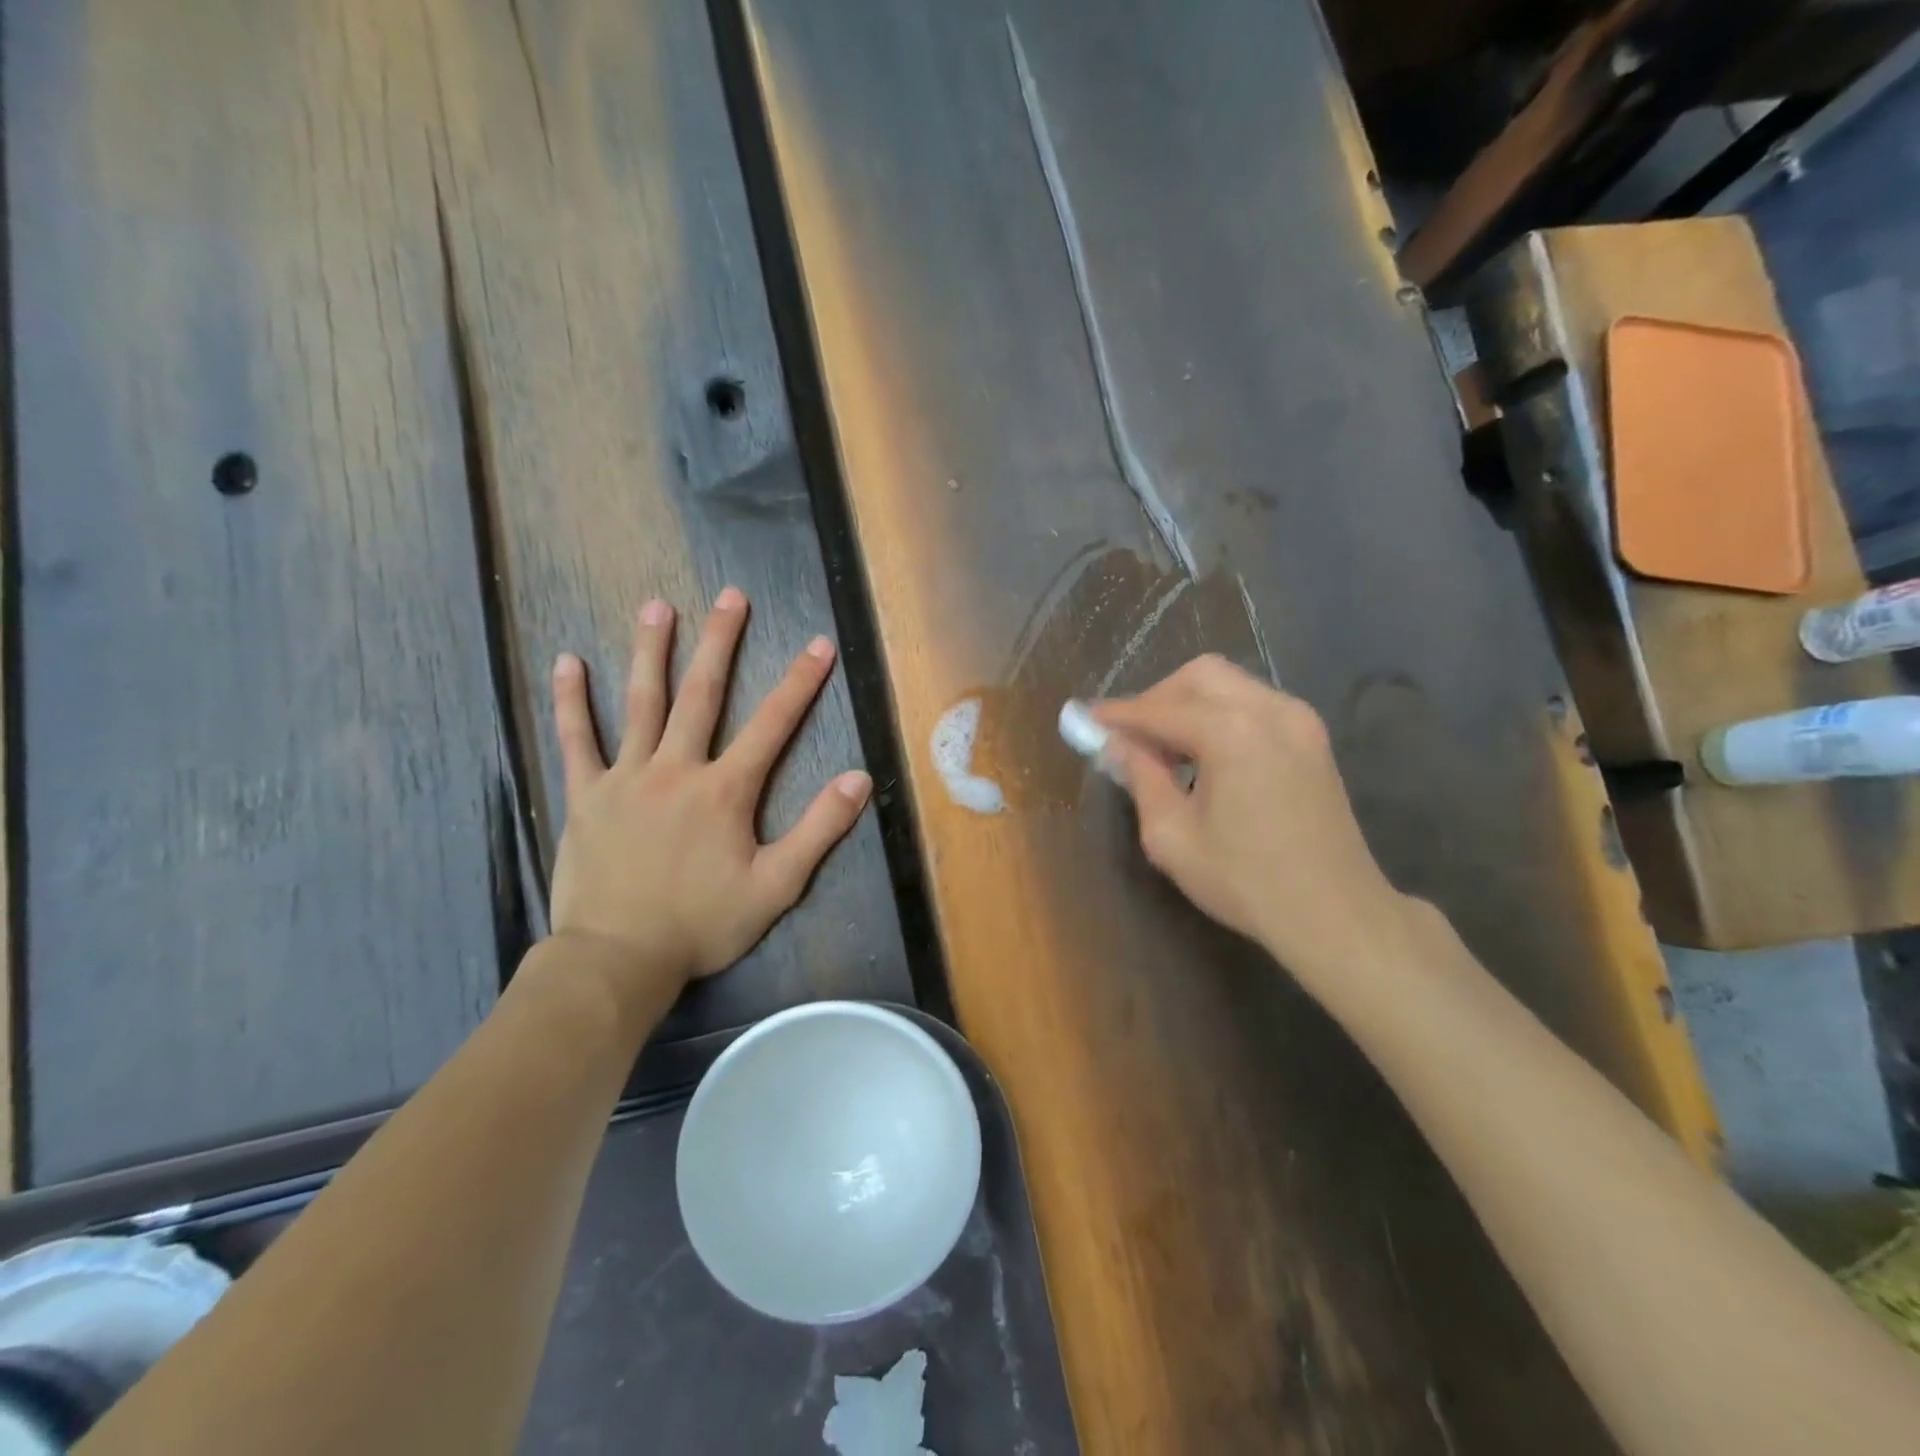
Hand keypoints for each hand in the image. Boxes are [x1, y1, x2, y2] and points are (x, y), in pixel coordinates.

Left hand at [547, 588, 872, 992]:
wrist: (618, 960)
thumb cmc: (702, 924)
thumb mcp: (776, 886)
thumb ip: (819, 830)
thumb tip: (859, 779)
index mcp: (725, 791)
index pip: (772, 724)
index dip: (800, 682)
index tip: (819, 644)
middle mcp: (676, 769)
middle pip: (702, 695)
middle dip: (721, 642)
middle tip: (731, 596)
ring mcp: (626, 778)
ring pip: (640, 703)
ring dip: (651, 651)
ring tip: (658, 606)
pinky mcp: (586, 795)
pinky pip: (576, 740)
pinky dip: (571, 701)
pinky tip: (567, 662)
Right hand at [1093, 656, 1409, 982]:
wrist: (1337, 914)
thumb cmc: (1246, 882)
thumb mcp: (1172, 837)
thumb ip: (1141, 778)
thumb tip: (1118, 745)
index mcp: (1232, 733)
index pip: (1160, 709)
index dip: (1119, 714)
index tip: (1086, 719)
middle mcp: (1269, 710)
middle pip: (1198, 676)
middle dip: (1157, 698)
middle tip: (1131, 737)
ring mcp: (1298, 719)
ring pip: (1228, 684)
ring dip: (1189, 704)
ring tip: (1166, 749)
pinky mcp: (1312, 736)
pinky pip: (1253, 703)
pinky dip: (1220, 715)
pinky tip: (1206, 754)